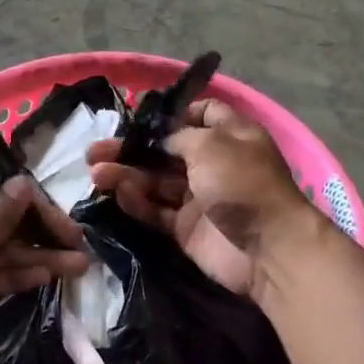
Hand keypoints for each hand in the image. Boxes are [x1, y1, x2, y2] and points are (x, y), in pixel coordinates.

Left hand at [0, 177, 88, 363]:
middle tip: (81, 252)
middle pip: (3, 224)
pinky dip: (12, 275)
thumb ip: (3, 216)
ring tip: (78, 267)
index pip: (3, 195)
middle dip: (42, 238)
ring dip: (34, 258)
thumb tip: (23, 182)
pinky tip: (45, 277)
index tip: (70, 229)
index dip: (40, 210)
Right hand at [88, 100, 322, 301]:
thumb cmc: (242, 184)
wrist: (267, 249)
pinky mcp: (186, 228)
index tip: (140, 117)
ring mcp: (199, 197)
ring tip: (96, 174)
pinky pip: (156, 210)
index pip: (200, 114)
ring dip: (126, 175)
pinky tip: (118, 194)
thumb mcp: (211, 145)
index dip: (171, 113)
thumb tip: (158, 140)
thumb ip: (178, 137)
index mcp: (229, 136)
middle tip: (95, 151)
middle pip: (165, 151)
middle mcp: (214, 163)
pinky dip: (137, 202)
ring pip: (155, 181)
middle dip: (131, 148)